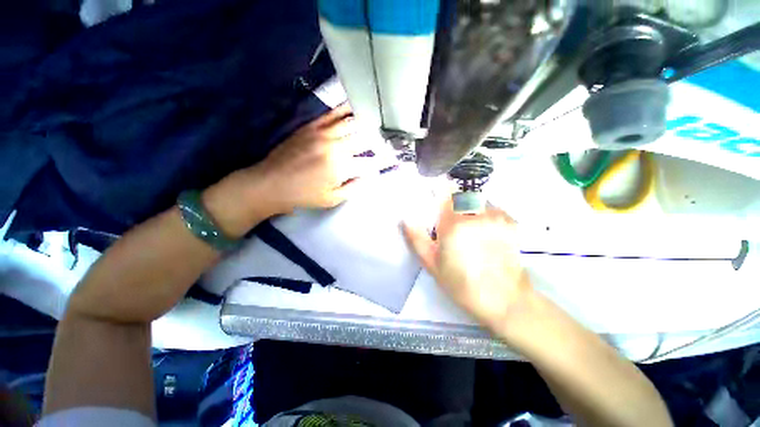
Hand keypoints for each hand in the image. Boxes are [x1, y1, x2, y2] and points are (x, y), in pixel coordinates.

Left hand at [254, 104, 387, 212]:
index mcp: (341, 166)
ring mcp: (323, 133)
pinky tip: (355, 105)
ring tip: (379, 116)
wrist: (271, 183)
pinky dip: (346, 109)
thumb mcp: (332, 199)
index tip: (394, 157)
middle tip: (390, 135)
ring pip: (351, 121)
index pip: (370, 161)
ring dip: (367, 119)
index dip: (384, 159)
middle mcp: (335, 146)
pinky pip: (332, 114)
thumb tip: (370, 176)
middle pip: (364, 137)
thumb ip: (354, 187)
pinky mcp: (311, 126)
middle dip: (380, 137)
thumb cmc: (304, 195)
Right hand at [403, 202, 533, 334]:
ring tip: (469, 229)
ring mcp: (496, 215)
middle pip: (461, 195)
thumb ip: (417, 239)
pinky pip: (491, 207)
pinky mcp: (510, 221)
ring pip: (477, 199)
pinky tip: (485, 232)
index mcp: (454, 224)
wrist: (506, 300)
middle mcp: (476, 214)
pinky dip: (484, 213)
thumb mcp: (433, 265)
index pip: (445, 193)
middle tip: (452, 223)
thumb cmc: (463, 284)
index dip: (439, 193)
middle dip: (453, 203)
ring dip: (469, 207)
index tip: (436, 203)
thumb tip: (405, 219)